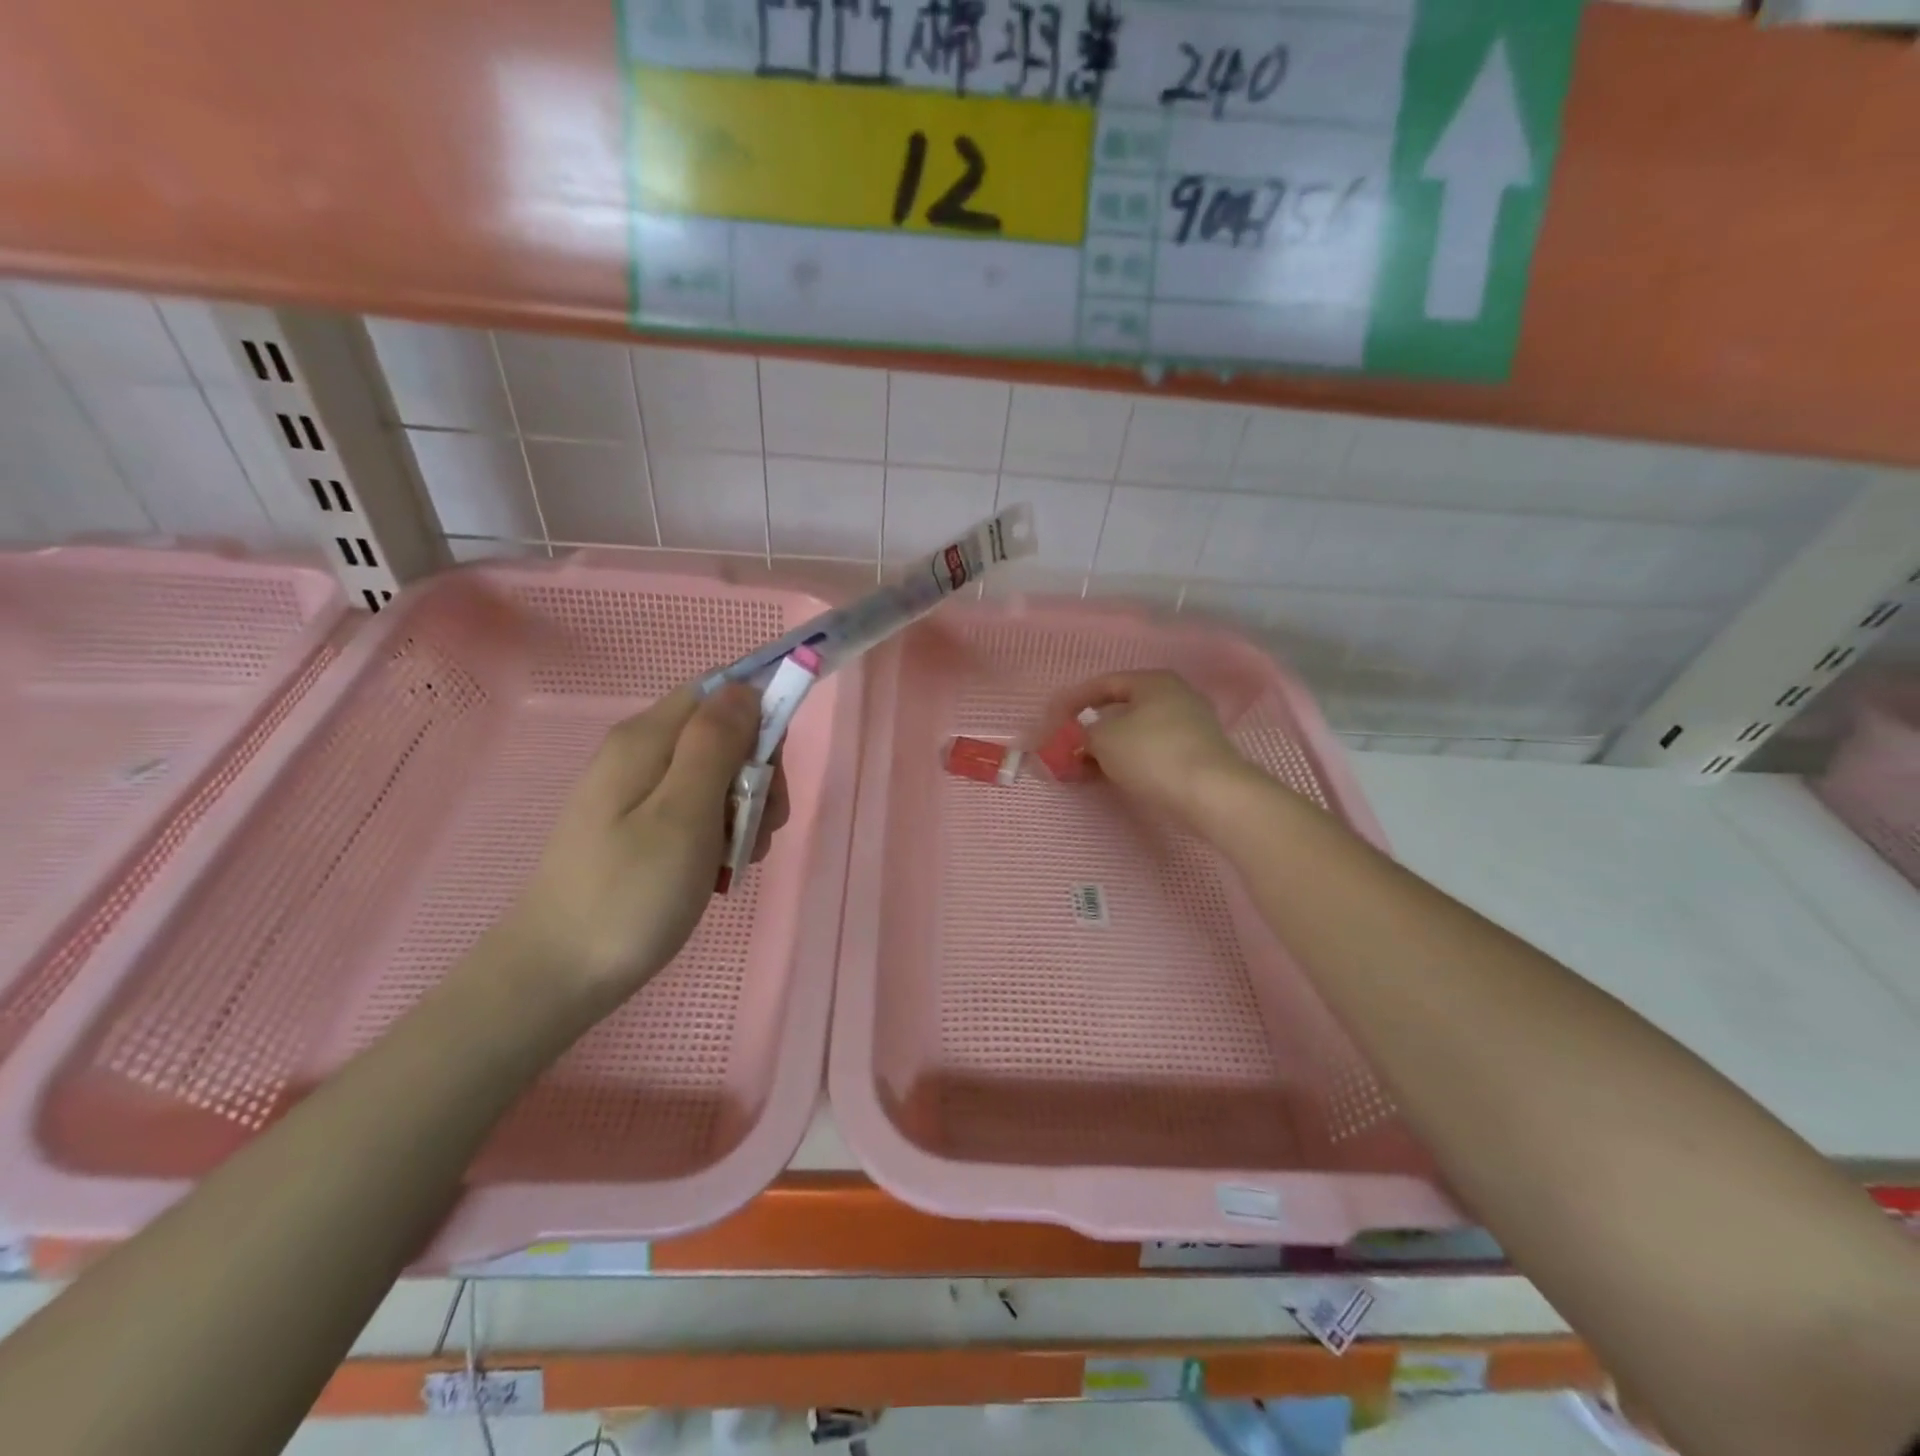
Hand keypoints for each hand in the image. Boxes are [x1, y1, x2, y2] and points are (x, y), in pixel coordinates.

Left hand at [494, 683, 786, 1022]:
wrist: (557, 976)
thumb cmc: (630, 894)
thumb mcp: (685, 814)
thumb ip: (716, 745)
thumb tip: (745, 687)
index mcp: (647, 739)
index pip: (720, 690)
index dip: (760, 715)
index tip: (774, 770)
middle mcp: (639, 753)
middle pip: (721, 734)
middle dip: (757, 774)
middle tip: (759, 828)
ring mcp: (635, 793)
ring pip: (714, 775)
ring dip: (744, 810)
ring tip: (738, 860)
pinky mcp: (637, 827)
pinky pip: (696, 809)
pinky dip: (720, 834)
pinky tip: (719, 870)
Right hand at [1040, 670, 1249, 831]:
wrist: (1212, 794)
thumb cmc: (1153, 754)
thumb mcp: (1104, 739)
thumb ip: (1082, 735)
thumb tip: (1077, 740)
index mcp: (1154, 682)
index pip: (1104, 684)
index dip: (1073, 700)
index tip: (1052, 720)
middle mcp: (1174, 697)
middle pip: (1121, 710)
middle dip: (1089, 730)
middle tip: (1065, 747)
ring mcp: (1189, 728)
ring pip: (1134, 734)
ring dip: (1105, 750)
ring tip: (1081, 768)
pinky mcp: (1194, 756)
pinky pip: (1149, 753)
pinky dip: (1126, 762)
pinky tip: (1109, 777)